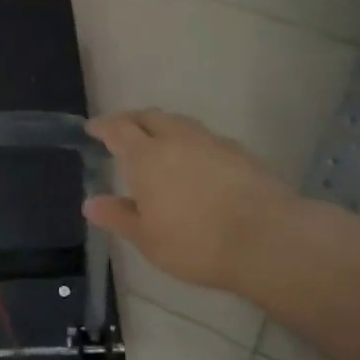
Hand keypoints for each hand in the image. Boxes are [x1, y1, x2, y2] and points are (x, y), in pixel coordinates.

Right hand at [84, 110, 305, 297]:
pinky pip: (205, 138)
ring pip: (179, 123)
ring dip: (163, 126)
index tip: (92, 128)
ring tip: (158, 143)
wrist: (268, 239)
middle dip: (132, 120)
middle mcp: (176, 139)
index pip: (118, 129)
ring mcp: (211, 142)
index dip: (103, 126)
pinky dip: (190, 142)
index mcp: (146, 156)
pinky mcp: (239, 152)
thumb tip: (91, 203)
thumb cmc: (196, 243)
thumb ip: (118, 216)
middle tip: (122, 131)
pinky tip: (195, 161)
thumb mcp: (147, 239)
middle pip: (149, 116)